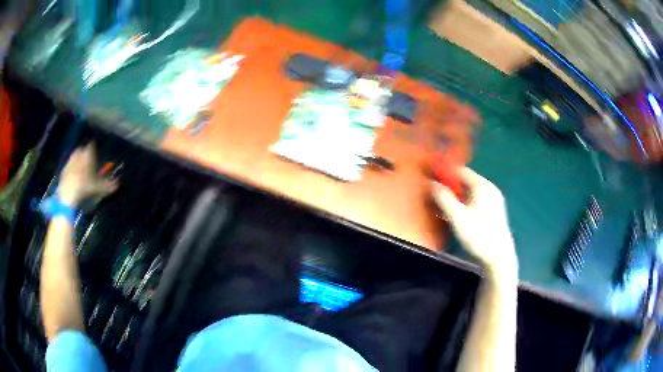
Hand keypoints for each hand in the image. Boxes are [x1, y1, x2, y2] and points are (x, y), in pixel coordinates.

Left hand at [58, 144, 117, 206]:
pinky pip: (69, 166)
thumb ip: (108, 185)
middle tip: (88, 160)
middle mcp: (78, 154)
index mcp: (87, 154)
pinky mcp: (63, 170)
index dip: (94, 148)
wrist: (68, 195)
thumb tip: (118, 184)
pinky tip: (74, 176)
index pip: (92, 146)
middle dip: (84, 153)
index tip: (96, 151)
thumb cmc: (85, 188)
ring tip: (80, 168)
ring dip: (77, 160)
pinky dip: (71, 169)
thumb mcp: (99, 188)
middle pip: (82, 150)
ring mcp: (70, 162)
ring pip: (74, 157)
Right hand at [433, 167, 516, 278]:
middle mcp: (489, 189)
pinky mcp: (494, 211)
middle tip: (435, 193)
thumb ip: (444, 198)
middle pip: (466, 181)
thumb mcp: (457, 217)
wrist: (499, 257)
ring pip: (470, 192)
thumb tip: (431, 183)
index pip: (461, 171)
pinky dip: (465, 203)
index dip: (445, 172)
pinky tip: (457, 214)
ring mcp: (493, 200)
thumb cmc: (478, 235)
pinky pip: (476, 200)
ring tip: (443, 205)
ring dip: (456, 196)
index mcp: (482, 186)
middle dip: (450, 186)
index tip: (431, 177)